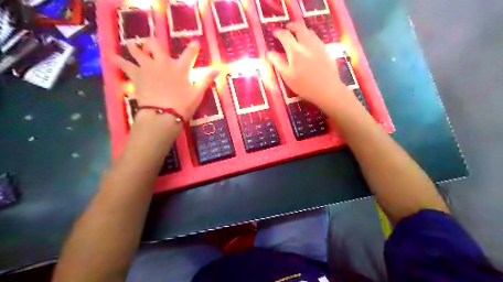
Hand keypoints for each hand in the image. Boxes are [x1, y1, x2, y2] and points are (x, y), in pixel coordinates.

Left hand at [114, 38, 218, 118]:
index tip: (195, 43)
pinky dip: (118, 60)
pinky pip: (123, 64)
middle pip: (155, 45)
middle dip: (153, 43)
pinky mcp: (136, 75)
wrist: (163, 114)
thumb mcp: (197, 94)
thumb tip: (217, 70)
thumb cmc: (183, 105)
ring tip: (134, 48)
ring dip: (135, 48)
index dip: (193, 47)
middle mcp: (163, 63)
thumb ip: (206, 80)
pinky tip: (113, 57)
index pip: (189, 54)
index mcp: (180, 68)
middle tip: (152, 46)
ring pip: (136, 50)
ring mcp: (148, 67)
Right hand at [267, 21, 352, 110]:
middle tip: (286, 30)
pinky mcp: (326, 50)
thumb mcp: (287, 77)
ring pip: (309, 31)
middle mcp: (307, 44)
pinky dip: (309, 37)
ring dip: (301, 31)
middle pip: (299, 27)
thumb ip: (278, 63)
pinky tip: (308, 46)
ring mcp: (318, 45)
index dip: (278, 32)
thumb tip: (269, 53)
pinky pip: (316, 38)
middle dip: (291, 26)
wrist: (327, 89)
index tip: (274, 33)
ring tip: (297, 37)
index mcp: (295, 50)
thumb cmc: (304, 85)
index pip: (285, 35)